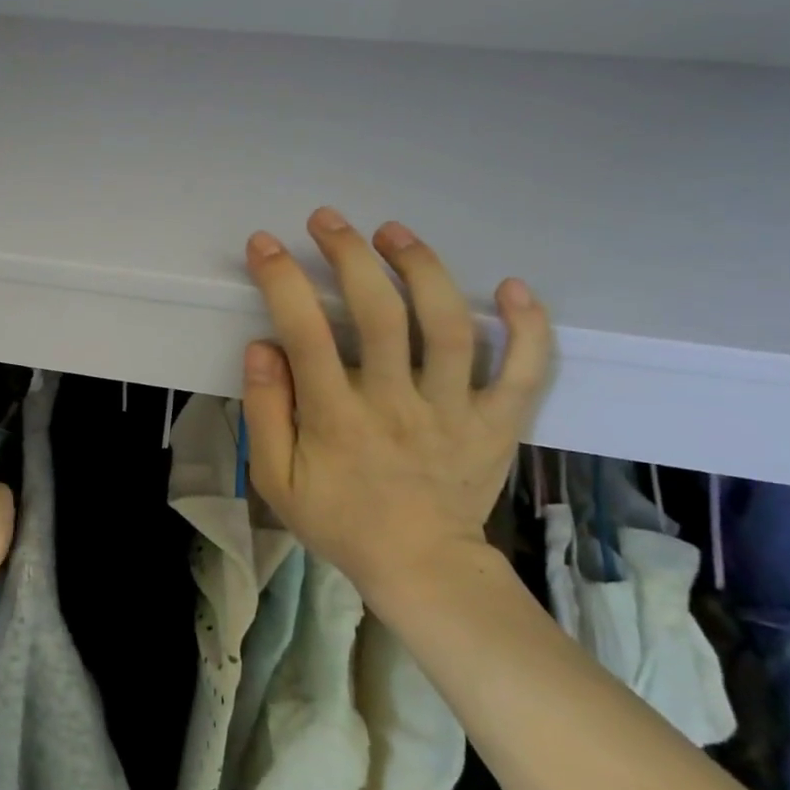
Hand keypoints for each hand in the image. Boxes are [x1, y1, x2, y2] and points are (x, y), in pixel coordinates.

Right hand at [240, 208, 551, 598]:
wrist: (420, 568)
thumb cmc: (339, 521)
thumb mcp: (276, 480)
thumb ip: (266, 413)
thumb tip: (263, 346)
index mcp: (336, 418)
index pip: (305, 333)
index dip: (282, 281)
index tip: (265, 244)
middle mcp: (396, 403)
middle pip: (378, 313)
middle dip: (349, 255)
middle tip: (329, 220)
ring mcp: (453, 410)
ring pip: (446, 326)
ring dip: (421, 269)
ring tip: (394, 233)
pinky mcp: (496, 422)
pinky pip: (523, 370)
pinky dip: (526, 326)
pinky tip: (511, 286)